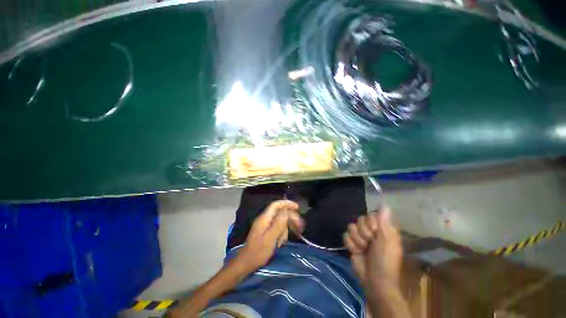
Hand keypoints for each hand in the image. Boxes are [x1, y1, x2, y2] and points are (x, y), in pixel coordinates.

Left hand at [236, 200, 303, 272]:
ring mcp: (265, 225)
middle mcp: (265, 219)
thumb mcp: (270, 238)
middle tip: (299, 226)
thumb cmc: (258, 252)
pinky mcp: (267, 231)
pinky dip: (282, 233)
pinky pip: (278, 228)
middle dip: (290, 218)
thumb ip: (278, 224)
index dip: (286, 203)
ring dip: (286, 228)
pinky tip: (281, 242)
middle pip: (280, 212)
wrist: (247, 263)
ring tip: (285, 240)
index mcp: (265, 218)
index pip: (276, 205)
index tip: (297, 207)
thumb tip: (286, 211)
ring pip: (280, 221)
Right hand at [343, 207, 402, 288]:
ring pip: (351, 226)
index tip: (375, 232)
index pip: (371, 214)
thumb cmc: (385, 262)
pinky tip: (356, 252)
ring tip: (363, 249)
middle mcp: (371, 230)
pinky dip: (350, 244)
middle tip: (370, 243)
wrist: (374, 282)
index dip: (370, 223)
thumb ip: (384, 222)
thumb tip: (384, 204)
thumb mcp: (387, 242)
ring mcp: (360, 236)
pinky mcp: (352, 243)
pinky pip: (345, 235)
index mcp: (382, 228)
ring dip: (356, 240)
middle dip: (363, 233)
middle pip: (360, 219)